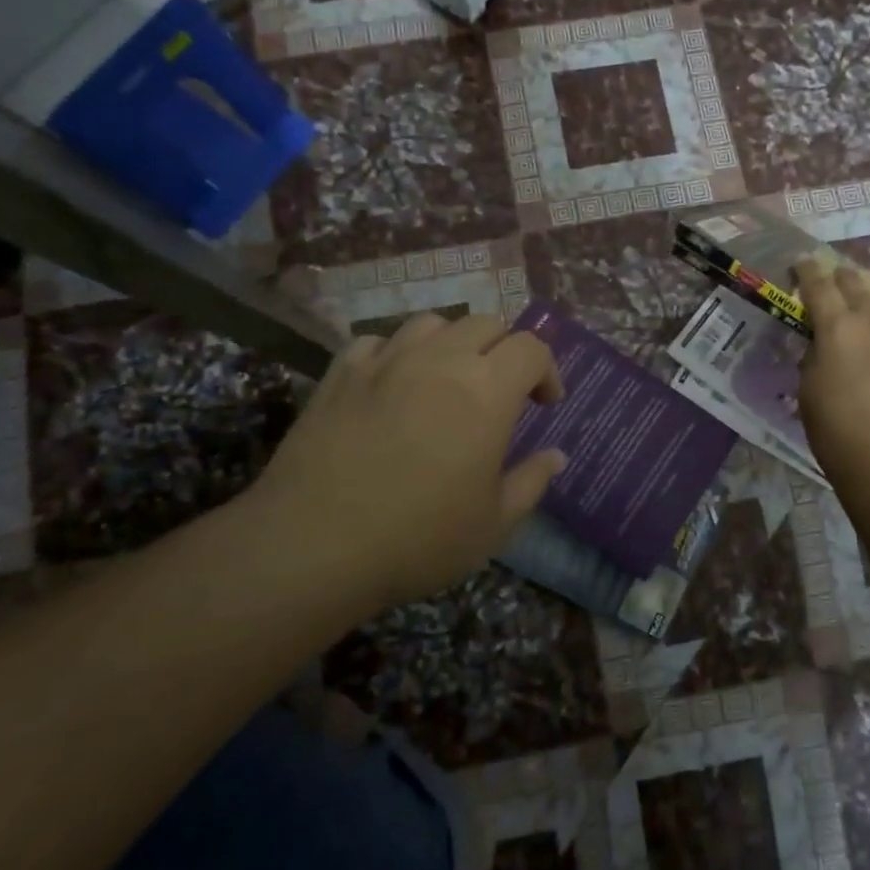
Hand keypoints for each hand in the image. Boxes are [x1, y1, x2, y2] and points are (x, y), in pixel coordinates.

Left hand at [246, 312, 566, 611]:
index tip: (545, 404)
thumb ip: (531, 481)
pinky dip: (397, 353)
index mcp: (487, 390)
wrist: (313, 546)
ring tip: (449, 378)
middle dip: (506, 350)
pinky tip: (393, 383)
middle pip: (486, 323)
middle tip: (503, 390)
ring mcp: (386, 361)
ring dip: (453, 342)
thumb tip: (556, 456)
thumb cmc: (419, 538)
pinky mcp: (341, 373)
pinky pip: (378, 341)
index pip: (531, 348)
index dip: (547, 370)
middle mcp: (440, 360)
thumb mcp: (494, 523)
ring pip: (432, 323)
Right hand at [794, 258, 869, 486]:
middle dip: (844, 279)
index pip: (818, 286)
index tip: (804, 263)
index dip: (809, 270)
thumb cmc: (834, 430)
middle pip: (858, 286)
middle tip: (839, 279)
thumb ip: (816, 356)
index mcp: (837, 329)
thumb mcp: (808, 389)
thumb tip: (823, 343)